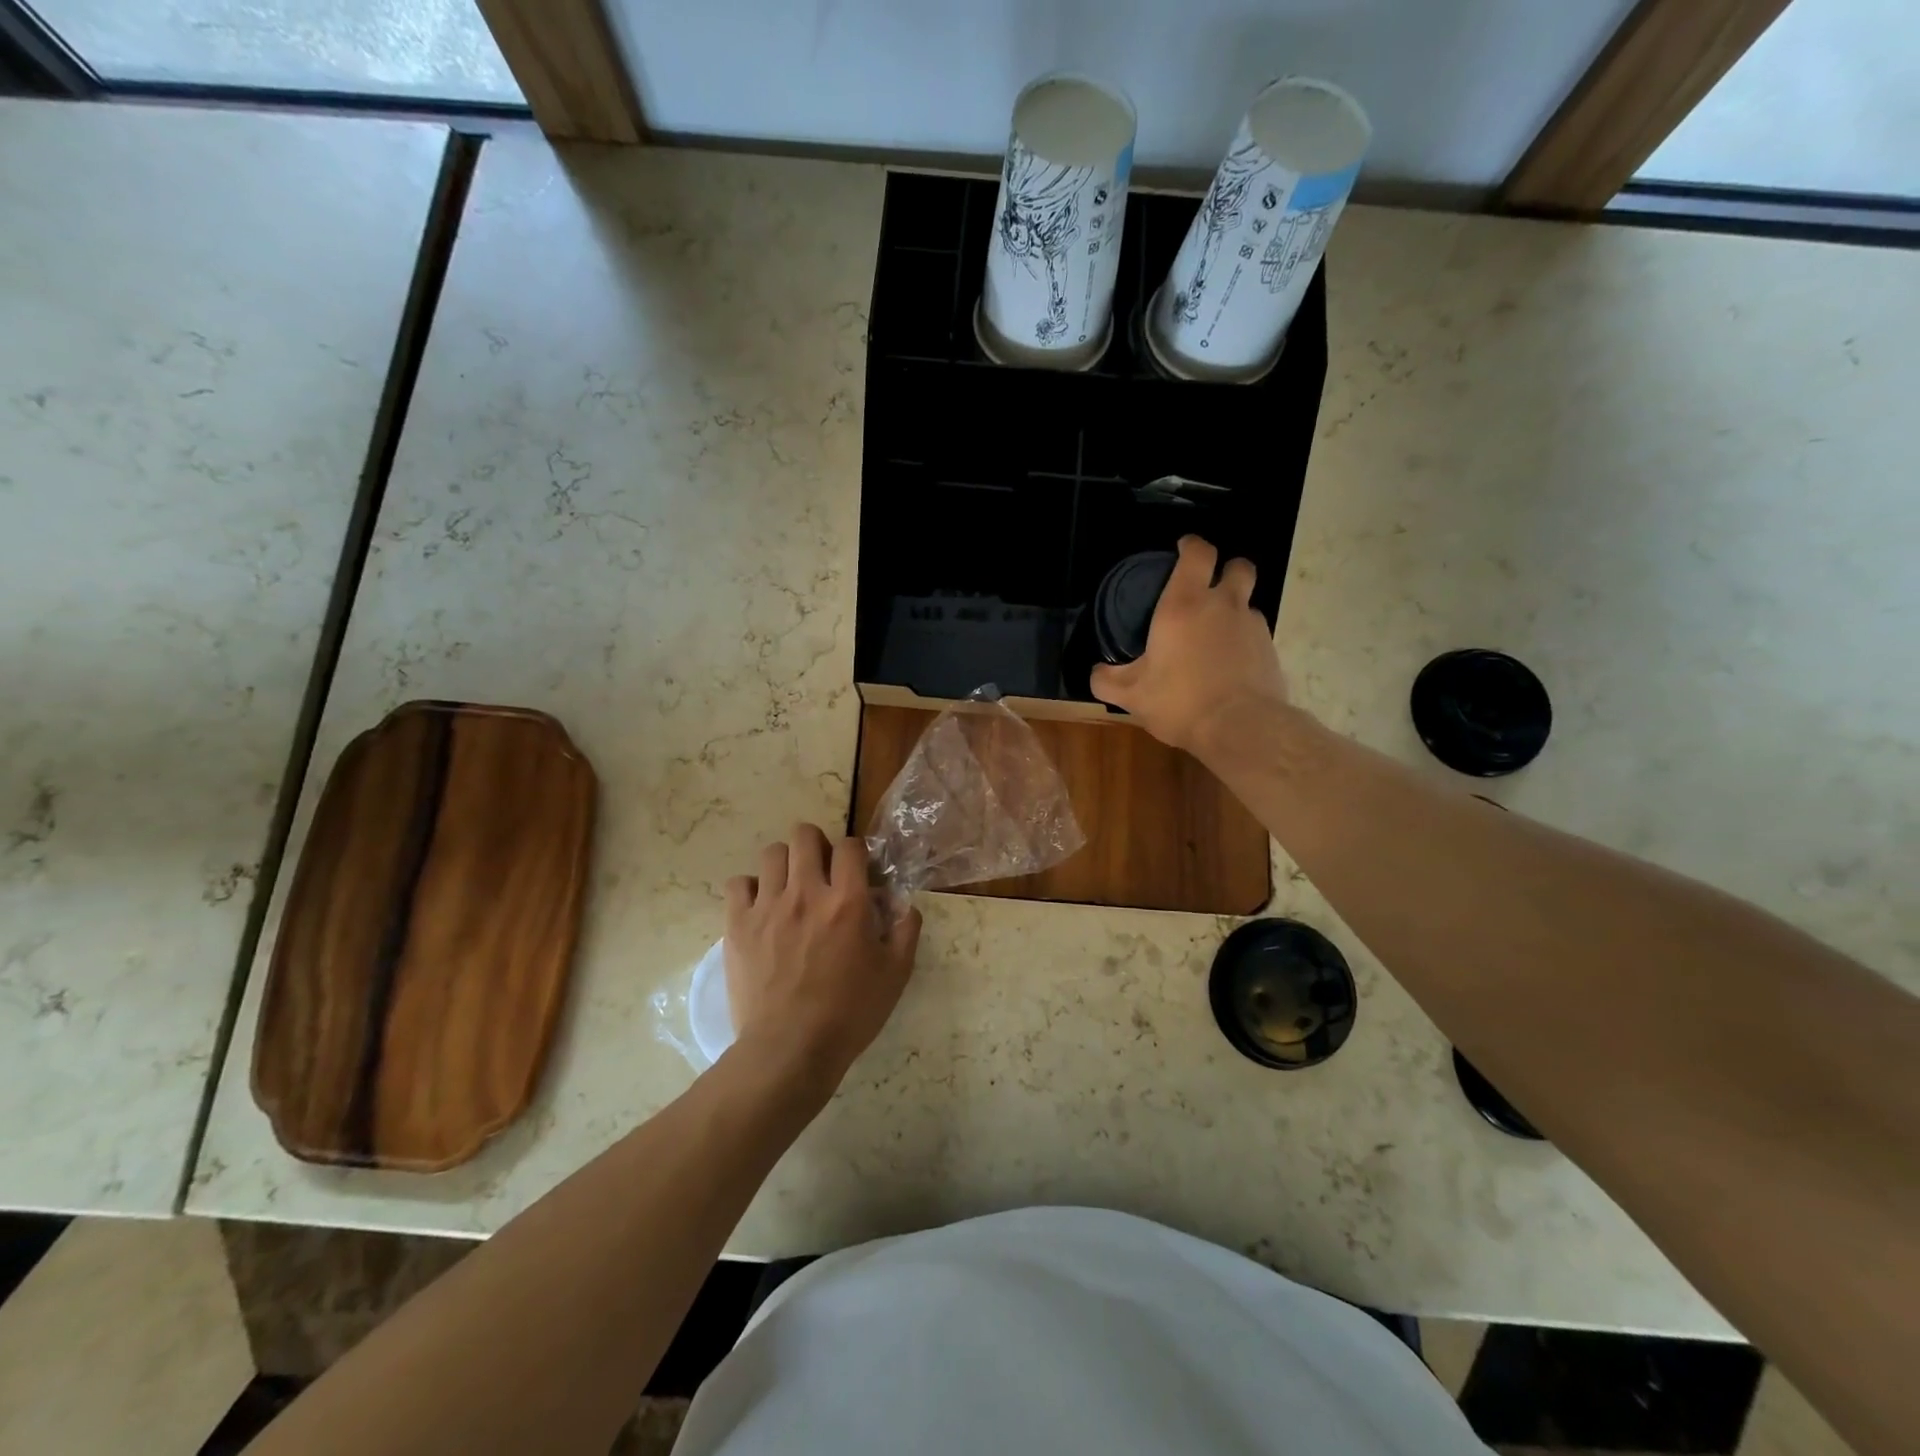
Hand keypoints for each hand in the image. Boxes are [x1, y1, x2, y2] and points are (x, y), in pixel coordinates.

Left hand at [723, 824, 921, 1093]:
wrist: (789, 1049)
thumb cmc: (849, 1013)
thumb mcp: (895, 975)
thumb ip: (905, 931)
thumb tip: (904, 905)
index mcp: (847, 901)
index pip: (850, 845)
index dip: (856, 852)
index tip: (856, 872)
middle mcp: (806, 893)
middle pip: (805, 835)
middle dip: (817, 845)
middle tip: (821, 872)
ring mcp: (768, 906)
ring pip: (772, 853)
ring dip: (785, 864)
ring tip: (790, 888)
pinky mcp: (737, 925)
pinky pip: (738, 884)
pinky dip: (750, 889)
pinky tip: (760, 908)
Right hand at [1090, 535, 1288, 754]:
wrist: (1241, 728)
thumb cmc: (1180, 701)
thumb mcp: (1131, 695)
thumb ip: (1107, 679)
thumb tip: (1097, 672)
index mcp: (1184, 605)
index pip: (1198, 553)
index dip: (1192, 545)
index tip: (1183, 548)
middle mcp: (1223, 606)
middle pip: (1238, 567)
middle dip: (1227, 569)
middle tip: (1210, 588)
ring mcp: (1252, 626)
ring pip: (1248, 603)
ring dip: (1234, 610)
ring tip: (1215, 637)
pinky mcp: (1271, 650)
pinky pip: (1256, 634)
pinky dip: (1243, 641)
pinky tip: (1230, 665)